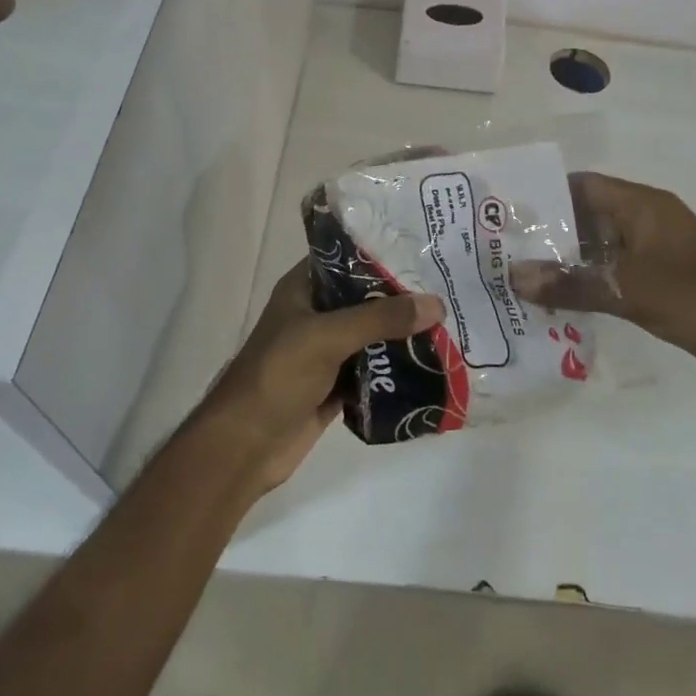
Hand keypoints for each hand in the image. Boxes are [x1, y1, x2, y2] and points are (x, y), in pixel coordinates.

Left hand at [195, 261, 443, 491]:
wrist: (245, 447)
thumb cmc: (278, 375)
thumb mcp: (329, 336)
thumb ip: (381, 318)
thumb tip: (437, 304)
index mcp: (304, 288)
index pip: (347, 257)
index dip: (382, 252)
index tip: (423, 247)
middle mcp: (316, 313)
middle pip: (366, 297)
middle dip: (402, 296)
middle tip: (448, 285)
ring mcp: (326, 351)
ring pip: (372, 334)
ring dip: (403, 333)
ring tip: (451, 320)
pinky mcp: (336, 385)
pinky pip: (374, 369)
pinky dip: (397, 368)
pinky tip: (433, 362)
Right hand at [514, 172, 695, 400]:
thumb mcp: (632, 291)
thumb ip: (572, 284)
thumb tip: (514, 277)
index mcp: (644, 206)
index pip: (583, 185)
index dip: (544, 194)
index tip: (503, 212)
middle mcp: (646, 223)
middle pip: (586, 216)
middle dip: (547, 232)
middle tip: (499, 249)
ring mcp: (653, 255)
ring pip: (597, 249)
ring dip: (564, 262)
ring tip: (516, 277)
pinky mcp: (657, 285)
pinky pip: (612, 275)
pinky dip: (586, 284)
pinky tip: (554, 302)